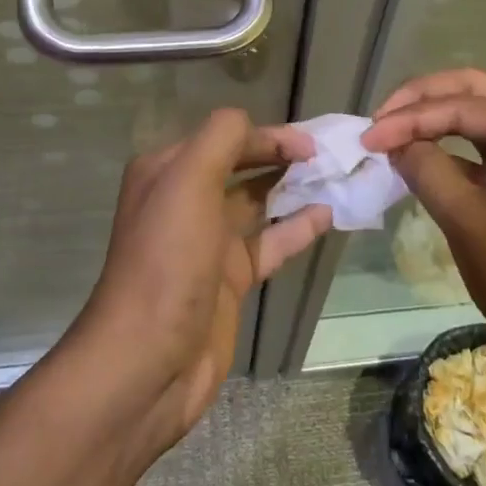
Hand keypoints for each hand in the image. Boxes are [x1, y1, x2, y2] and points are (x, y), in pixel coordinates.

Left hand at [79, 108, 332, 444]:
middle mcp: (186, 201)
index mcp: (168, 172)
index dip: (267, 135)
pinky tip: (327, 216)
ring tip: (336, 180)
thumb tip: (254, 124)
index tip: (311, 144)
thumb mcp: (188, 182)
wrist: (148, 362)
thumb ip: (222, 138)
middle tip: (329, 157)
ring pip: (259, 203)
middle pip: (242, 166)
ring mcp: (208, 242)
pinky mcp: (229, 279)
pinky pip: (269, 244)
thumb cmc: (168, 261)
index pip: (225, 136)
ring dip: (294, 189)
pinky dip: (297, 228)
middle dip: (283, 157)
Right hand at [362, 69, 485, 390]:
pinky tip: (423, 157)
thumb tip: (395, 143)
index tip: (366, 138)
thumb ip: (427, 170)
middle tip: (379, 121)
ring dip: (436, 120)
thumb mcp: (469, 222)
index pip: (460, 105)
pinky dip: (454, 148)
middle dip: (422, 102)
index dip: (407, 118)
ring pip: (481, 117)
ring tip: (393, 134)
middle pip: (473, 93)